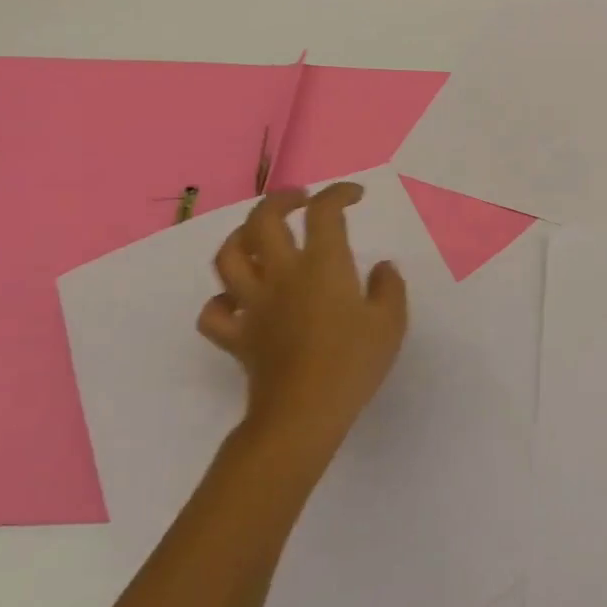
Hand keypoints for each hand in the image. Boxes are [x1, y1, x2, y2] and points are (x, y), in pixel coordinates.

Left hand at [197, 184, 408, 468]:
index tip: (354, 196)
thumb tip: (382, 267)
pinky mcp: (237, 336)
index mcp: (322, 266)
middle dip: (280, 200)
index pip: (325, 213)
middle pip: (263, 221)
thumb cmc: (354, 363)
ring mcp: (253, 305)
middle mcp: (281, 275)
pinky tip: (240, 300)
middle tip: (300, 200)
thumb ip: (389, 287)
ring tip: (259, 237)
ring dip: (241, 238)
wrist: (305, 412)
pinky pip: (215, 311)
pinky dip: (222, 300)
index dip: (338, 194)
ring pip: (228, 257)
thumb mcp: (391, 322)